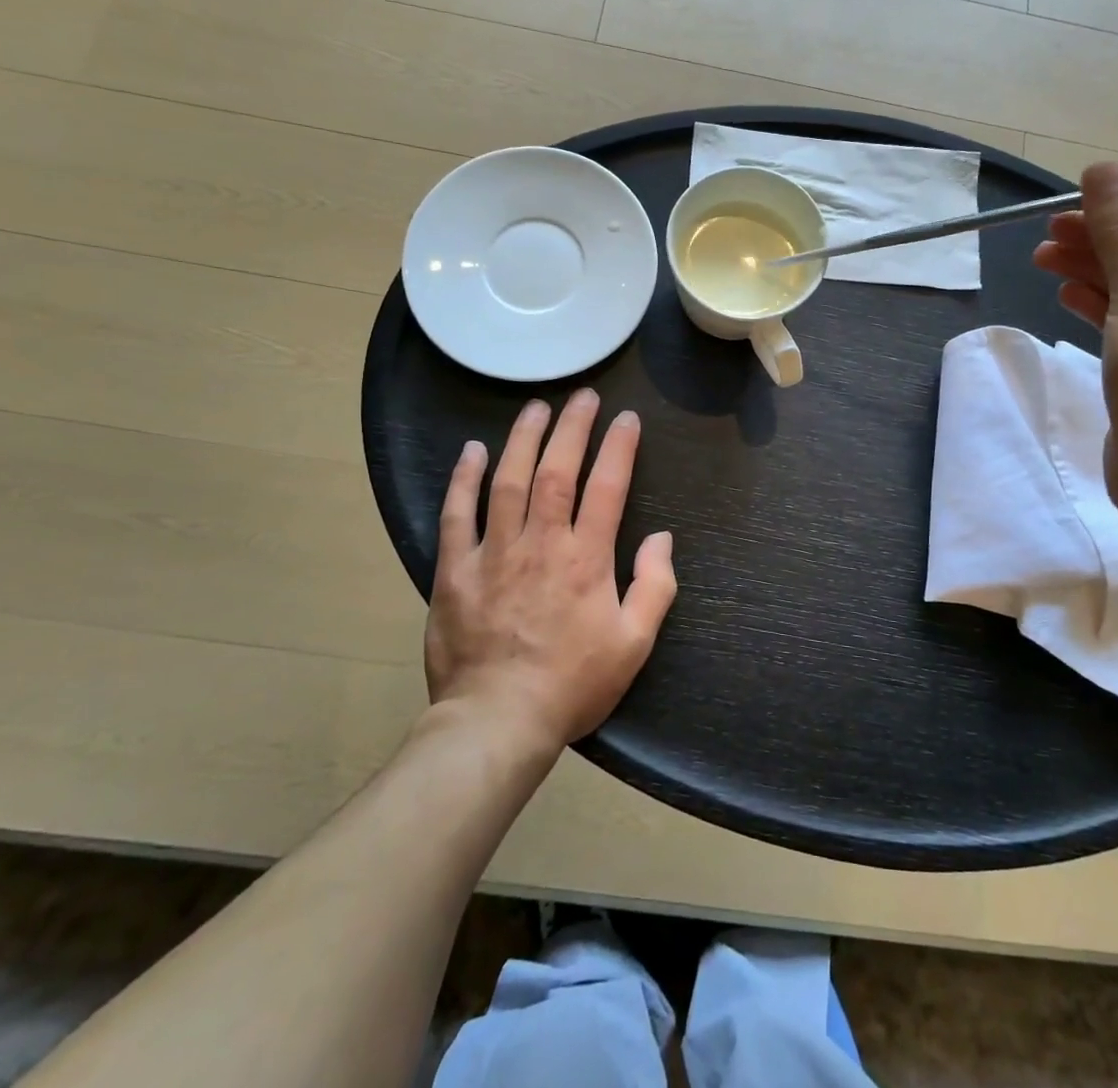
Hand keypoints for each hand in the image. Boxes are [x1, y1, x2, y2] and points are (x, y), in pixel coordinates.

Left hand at [426, 390, 676, 751]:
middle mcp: (541, 543)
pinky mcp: (455, 570)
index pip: (608, 486)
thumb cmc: (572, 684)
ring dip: (523, 438)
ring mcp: (493, 552)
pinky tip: (473, 450)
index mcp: (586, 558)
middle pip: (557, 470)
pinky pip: (457, 514)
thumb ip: (655, 586)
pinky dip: (464, 479)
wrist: (497, 722)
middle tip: (583, 397)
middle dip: (572, 427)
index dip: (619, 447)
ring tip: (535, 407)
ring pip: (508, 481)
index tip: (627, 418)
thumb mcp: (634, 644)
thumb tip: (662, 538)